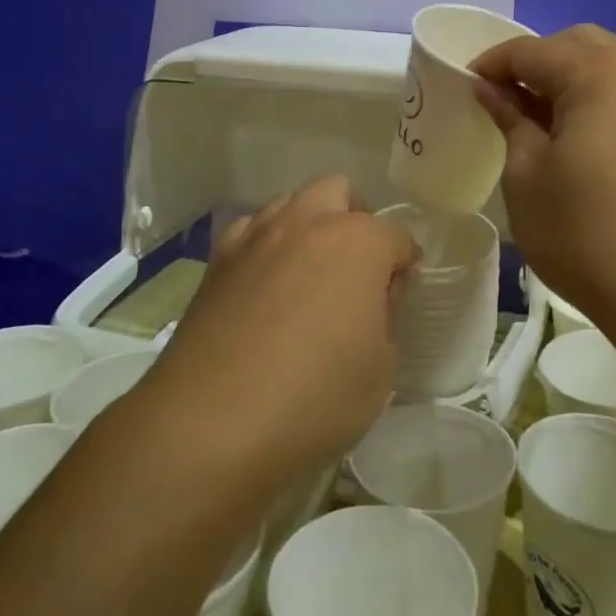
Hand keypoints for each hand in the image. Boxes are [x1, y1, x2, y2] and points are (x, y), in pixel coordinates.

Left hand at [147, 175, 418, 480]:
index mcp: (357, 242)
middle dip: (356, 220)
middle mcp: (306, 222)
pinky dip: (267, 245)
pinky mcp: (217, 260)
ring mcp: (256, 236)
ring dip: (309, 225)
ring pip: (291, 202)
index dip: (404, 264)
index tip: (398, 296)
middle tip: (357, 270)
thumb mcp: (380, 370)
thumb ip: (384, 318)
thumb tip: (370, 298)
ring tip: (309, 276)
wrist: (210, 424)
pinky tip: (266, 286)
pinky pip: (251, 231)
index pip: (396, 235)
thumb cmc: (313, 398)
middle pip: (339, 192)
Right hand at [473, 25, 615, 333]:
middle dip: (536, 62)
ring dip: (570, 80)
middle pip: (578, 45)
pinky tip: (580, 141)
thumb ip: (509, 120)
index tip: (465, 87)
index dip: (492, 64)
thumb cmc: (585, 232)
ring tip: (539, 121)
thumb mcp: (527, 174)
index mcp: (598, 73)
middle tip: (504, 99)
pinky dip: (599, 100)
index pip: (531, 50)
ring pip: (609, 66)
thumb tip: (492, 90)